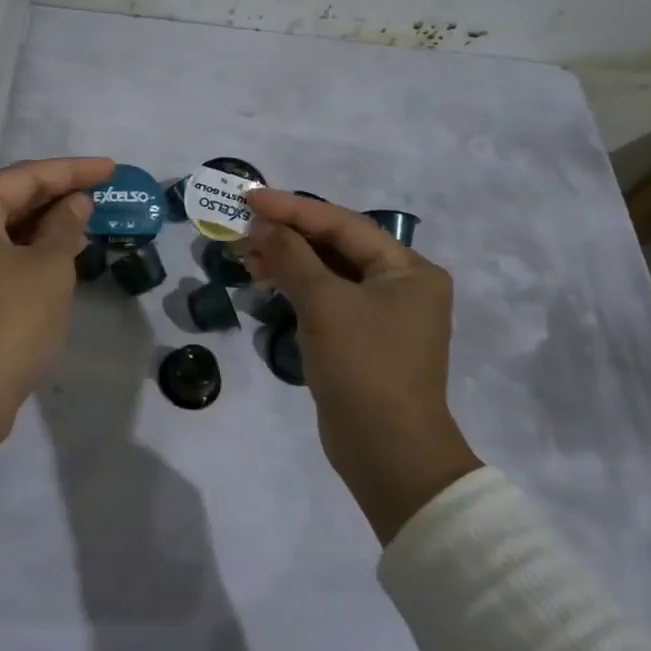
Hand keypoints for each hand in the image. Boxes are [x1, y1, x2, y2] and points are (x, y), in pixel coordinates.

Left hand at [0, 156, 114, 428]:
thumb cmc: (8, 323)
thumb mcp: (48, 269)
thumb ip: (64, 227)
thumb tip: (74, 204)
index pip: (23, 177)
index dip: (71, 171)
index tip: (111, 169)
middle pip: (5, 201)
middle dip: (54, 198)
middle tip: (99, 196)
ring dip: (40, 228)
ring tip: (84, 225)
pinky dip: (21, 254)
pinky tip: (54, 259)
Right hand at [237, 191, 481, 540]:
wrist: (387, 452)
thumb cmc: (363, 366)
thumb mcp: (324, 303)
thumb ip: (292, 256)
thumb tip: (262, 224)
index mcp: (408, 269)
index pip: (342, 224)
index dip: (292, 208)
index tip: (249, 198)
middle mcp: (401, 285)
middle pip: (336, 245)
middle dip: (287, 234)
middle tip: (242, 228)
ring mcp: (382, 314)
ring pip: (327, 272)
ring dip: (287, 260)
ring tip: (245, 255)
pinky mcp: (362, 339)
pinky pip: (326, 298)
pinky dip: (296, 287)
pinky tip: (265, 282)